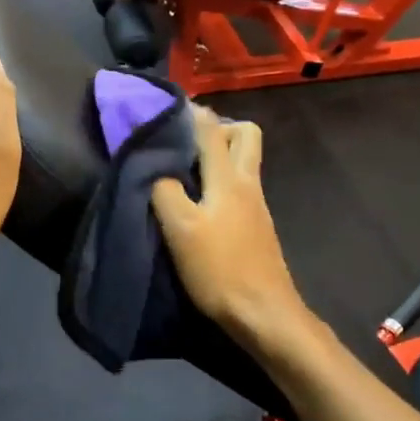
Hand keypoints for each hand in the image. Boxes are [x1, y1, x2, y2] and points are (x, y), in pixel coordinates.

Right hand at [151, 108, 307, 343]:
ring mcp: (257, 205)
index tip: (166, 107)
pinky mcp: (257, 226)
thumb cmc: (220, 269)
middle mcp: (249, 183)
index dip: (191, 112)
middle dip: (217, 128)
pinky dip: (222, 181)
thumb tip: (155, 168)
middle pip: (245, 135)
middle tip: (186, 143)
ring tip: (185, 171)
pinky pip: (241, 186)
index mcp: (230, 178)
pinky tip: (201, 202)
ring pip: (245, 161)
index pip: (212, 129)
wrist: (263, 313)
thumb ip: (165, 191)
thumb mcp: (180, 229)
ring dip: (220, 155)